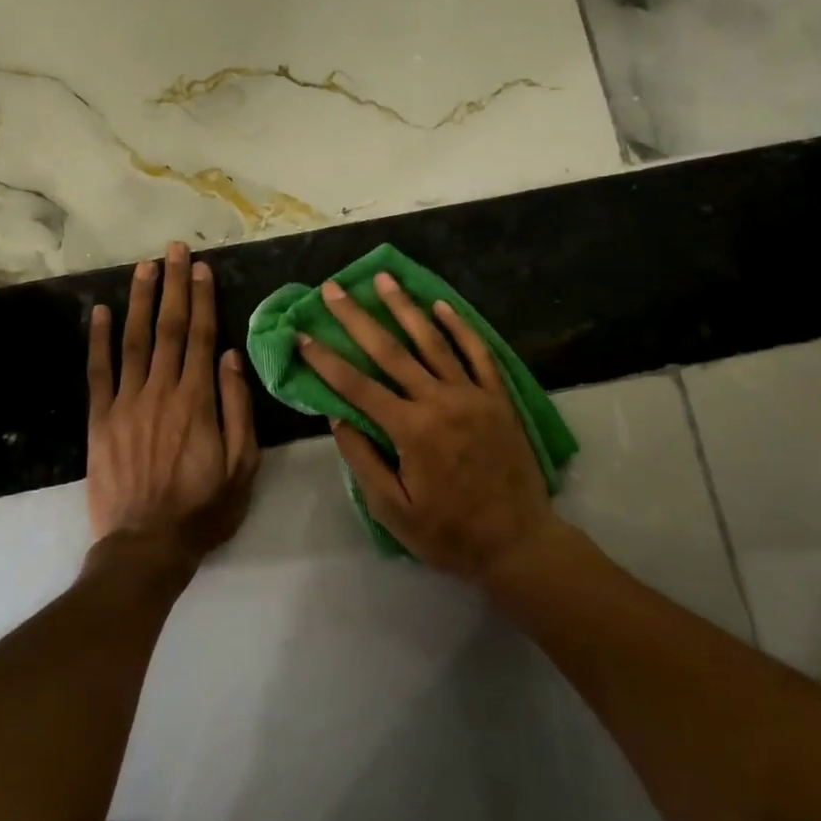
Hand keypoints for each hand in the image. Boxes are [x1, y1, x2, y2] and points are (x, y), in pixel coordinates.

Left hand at [87, 242, 260, 569]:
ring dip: (139, 301)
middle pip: (169, 329)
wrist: (147, 546)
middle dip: (172, 286)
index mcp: (198, 400)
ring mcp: (127, 403)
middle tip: (173, 250)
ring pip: (134, 341)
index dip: (201, 299)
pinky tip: (99, 312)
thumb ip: (238, 408)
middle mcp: (161, 391)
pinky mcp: (101, 420)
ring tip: (143, 267)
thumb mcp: (242, 464)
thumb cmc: (204, 508)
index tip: (200, 268)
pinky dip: (98, 340)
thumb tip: (234, 357)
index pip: (202, 337)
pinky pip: (98, 372)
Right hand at [297, 272, 563, 583]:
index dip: (326, 360)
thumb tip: (337, 417)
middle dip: (357, 317)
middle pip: (390, 351)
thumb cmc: (449, 534)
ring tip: (383, 278)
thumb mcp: (394, 511)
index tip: (301, 335)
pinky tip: (441, 305)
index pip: (357, 386)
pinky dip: (459, 327)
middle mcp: (440, 401)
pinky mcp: (498, 398)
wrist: (518, 542)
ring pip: (433, 341)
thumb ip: (363, 461)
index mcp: (411, 430)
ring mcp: (473, 395)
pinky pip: (478, 353)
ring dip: (405, 308)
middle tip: (332, 288)